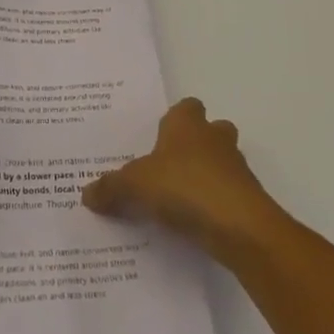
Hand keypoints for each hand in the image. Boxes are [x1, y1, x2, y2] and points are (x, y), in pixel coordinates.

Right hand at [83, 98, 284, 260]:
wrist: (240, 227)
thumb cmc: (185, 187)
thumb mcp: (135, 186)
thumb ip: (110, 188)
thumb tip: (86, 194)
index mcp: (188, 125)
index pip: (186, 107)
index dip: (174, 119)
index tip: (158, 136)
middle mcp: (215, 139)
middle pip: (210, 131)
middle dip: (194, 145)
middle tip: (167, 167)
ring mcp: (236, 169)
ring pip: (221, 163)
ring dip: (205, 175)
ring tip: (176, 200)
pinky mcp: (247, 200)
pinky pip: (226, 195)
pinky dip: (213, 204)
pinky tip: (191, 223)